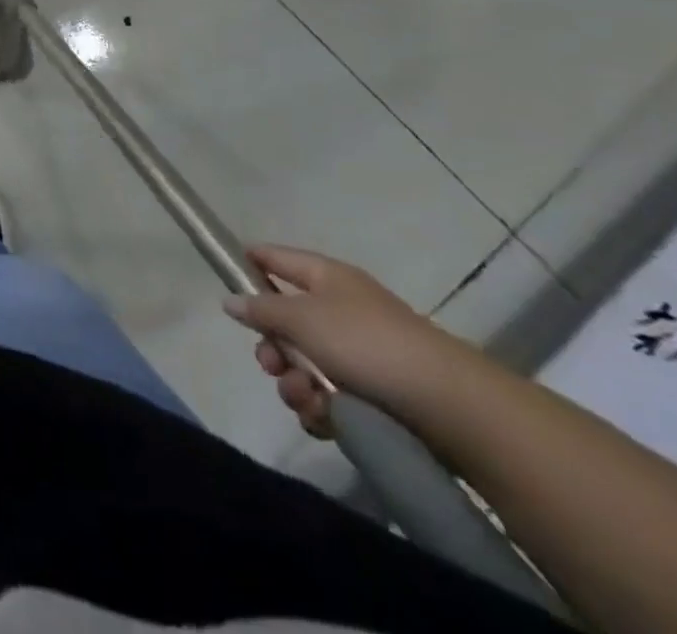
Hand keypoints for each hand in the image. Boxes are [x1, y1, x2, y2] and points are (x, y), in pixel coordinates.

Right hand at [223, 245, 465, 437]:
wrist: (450, 407)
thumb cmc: (367, 344)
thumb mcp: (301, 319)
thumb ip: (260, 309)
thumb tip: (229, 300)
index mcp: (326, 277)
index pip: (276, 257)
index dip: (249, 263)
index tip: (226, 279)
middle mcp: (340, 309)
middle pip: (285, 321)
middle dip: (272, 347)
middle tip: (270, 364)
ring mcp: (359, 354)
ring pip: (303, 365)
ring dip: (294, 384)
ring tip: (305, 399)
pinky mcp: (374, 396)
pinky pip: (328, 398)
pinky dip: (320, 409)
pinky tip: (326, 419)